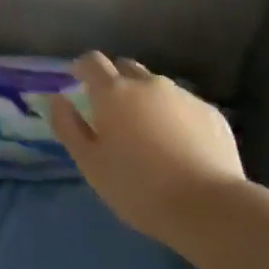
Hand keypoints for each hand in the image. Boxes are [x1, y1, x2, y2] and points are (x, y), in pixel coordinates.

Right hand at [50, 52, 248, 245]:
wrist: (208, 207)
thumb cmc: (138, 188)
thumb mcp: (90, 164)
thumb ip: (69, 127)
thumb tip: (57, 99)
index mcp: (114, 93)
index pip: (93, 61)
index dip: (83, 68)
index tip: (78, 81)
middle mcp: (149, 84)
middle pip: (126, 68)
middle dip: (115, 82)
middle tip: (112, 113)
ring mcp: (183, 96)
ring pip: (157, 87)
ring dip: (146, 100)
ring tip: (148, 134)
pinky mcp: (210, 113)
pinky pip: (183, 106)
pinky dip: (174, 117)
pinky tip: (179, 147)